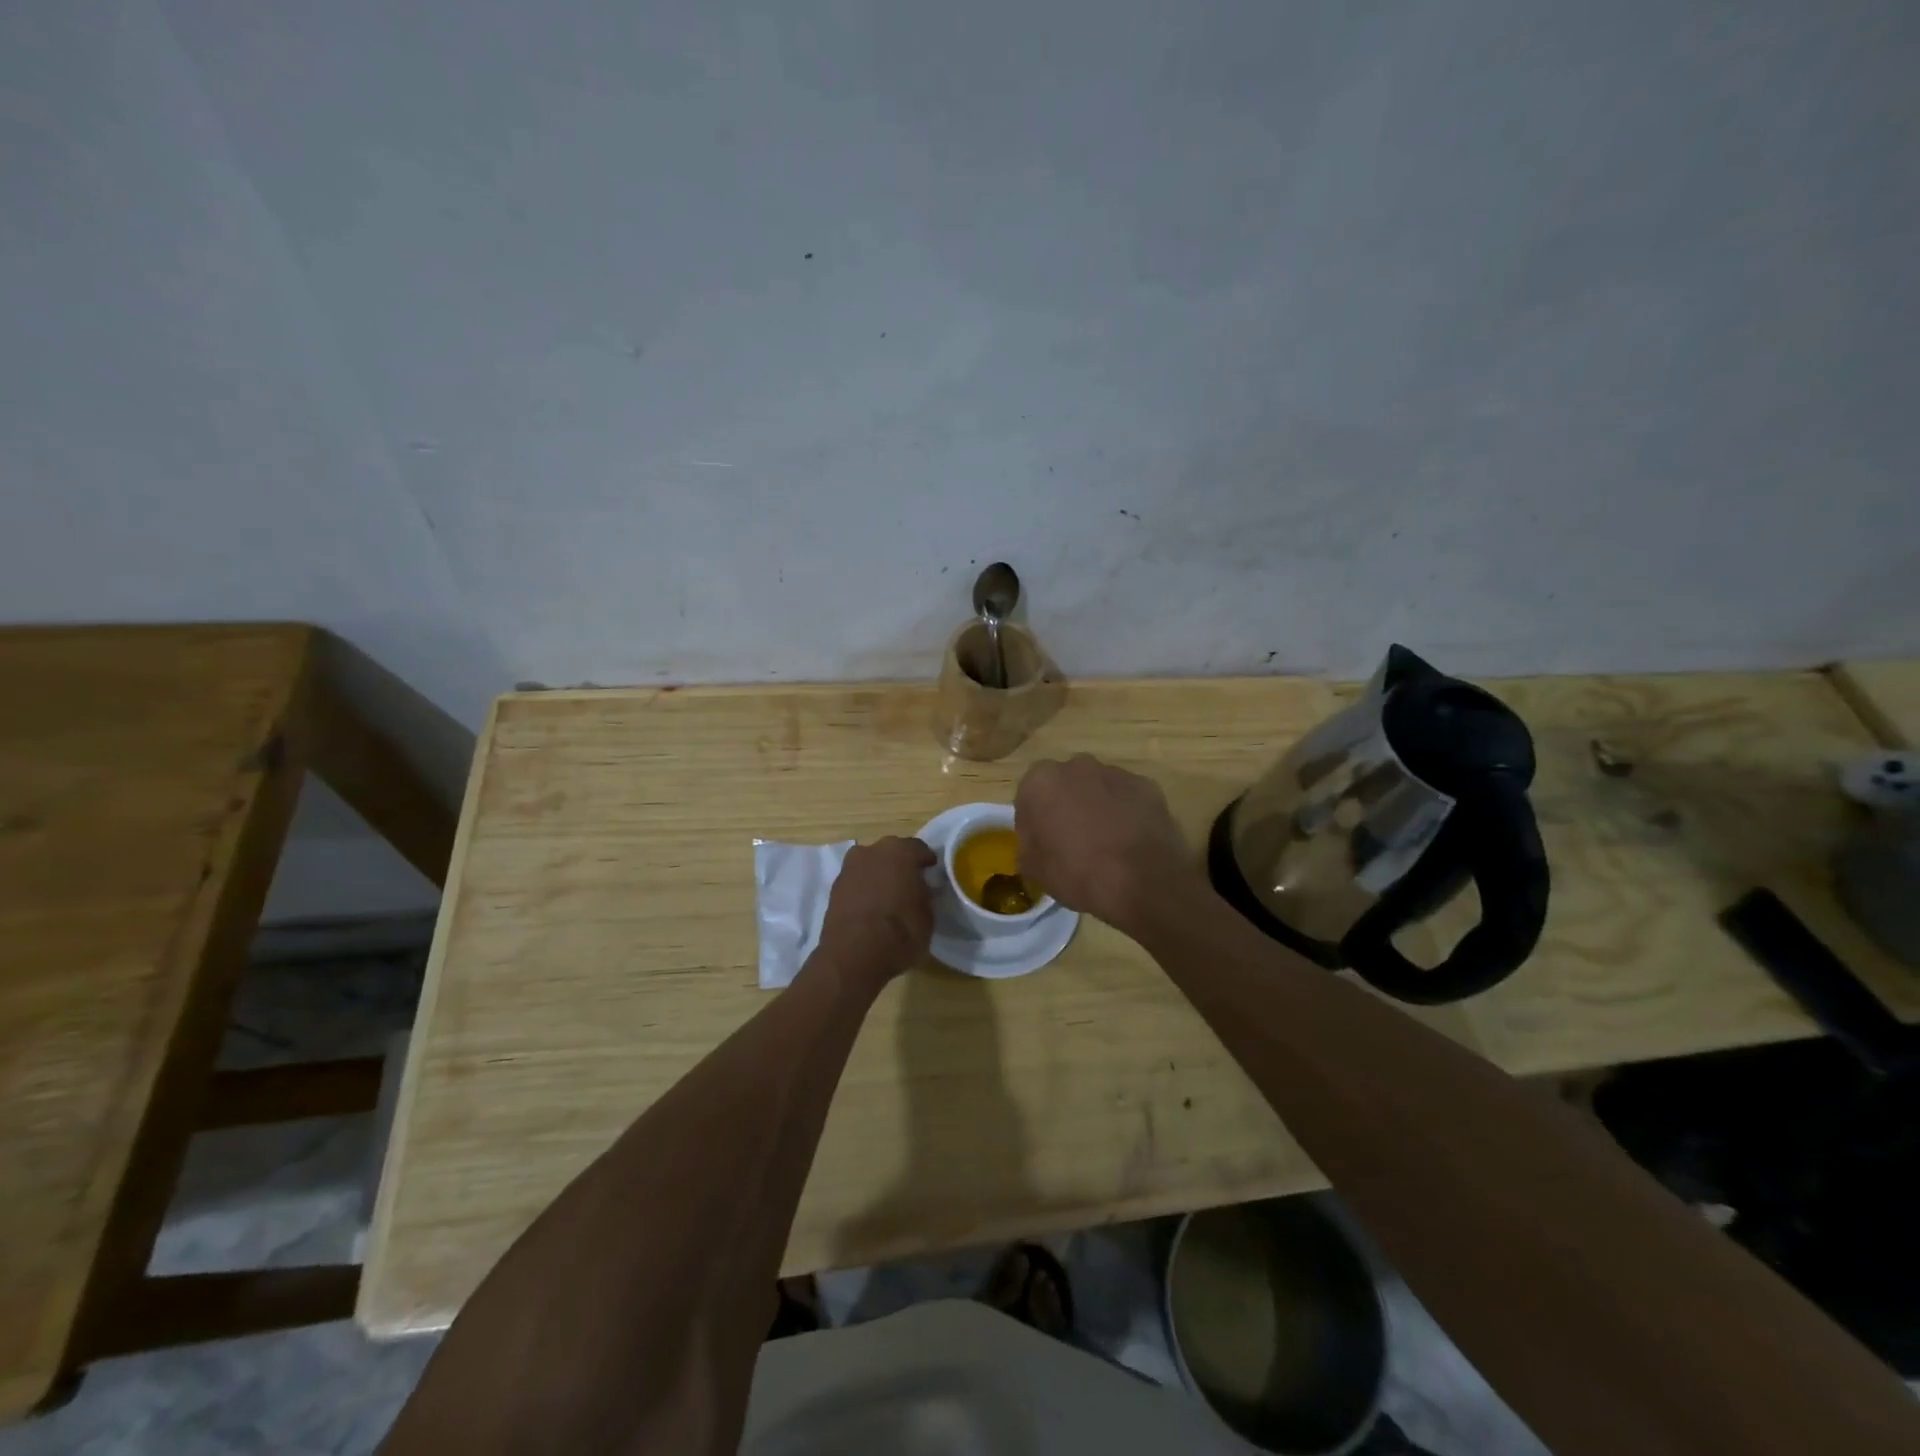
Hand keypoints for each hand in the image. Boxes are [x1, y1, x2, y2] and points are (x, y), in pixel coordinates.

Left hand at [814, 836, 936, 992]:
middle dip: (900, 865)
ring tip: (889, 896)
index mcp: (900, 851)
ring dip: (879, 875)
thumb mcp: (927, 915)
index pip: (919, 849)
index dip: (927, 862)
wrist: (853, 956)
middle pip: (891, 852)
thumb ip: (924, 894)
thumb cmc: (900, 932)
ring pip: (870, 865)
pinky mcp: (834, 888)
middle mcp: (872, 851)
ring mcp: (849, 868)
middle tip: (910, 884)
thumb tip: (920, 889)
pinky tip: (871, 907)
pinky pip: (856, 882)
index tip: (932, 874)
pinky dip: (864, 889)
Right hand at [1015, 754, 1197, 935]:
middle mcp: (1076, 766)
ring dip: (1097, 808)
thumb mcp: (1033, 868)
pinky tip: (1130, 842)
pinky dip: (1126, 814)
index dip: (1034, 821)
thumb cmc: (1076, 872)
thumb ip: (1028, 843)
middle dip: (1066, 806)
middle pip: (1065, 785)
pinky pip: (1128, 799)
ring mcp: (1115, 773)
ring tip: (1106, 844)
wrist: (1141, 880)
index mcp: (1041, 781)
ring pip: (1098, 789)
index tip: (1043, 844)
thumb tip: (1037, 839)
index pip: (1029, 796)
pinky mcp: (1147, 786)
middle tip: (1072, 841)